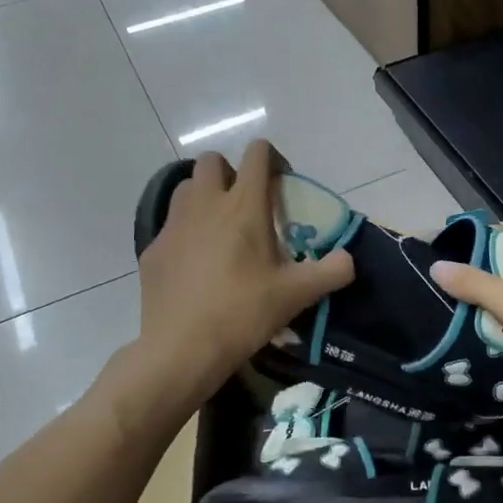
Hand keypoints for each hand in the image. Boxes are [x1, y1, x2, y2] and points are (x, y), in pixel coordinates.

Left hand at [136, 142, 353, 395]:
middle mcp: (205, 204)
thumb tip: (348, 259)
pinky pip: (171, 226)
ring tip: (219, 229)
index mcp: (244, 206)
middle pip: (212, 161)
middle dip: (230, 172)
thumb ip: (332, 271)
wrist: (182, 348)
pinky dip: (186, 233)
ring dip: (204, 197)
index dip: (272, 158)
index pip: (257, 154)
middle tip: (245, 204)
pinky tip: (195, 265)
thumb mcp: (297, 294)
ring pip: (186, 188)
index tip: (281, 183)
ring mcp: (174, 225)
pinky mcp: (154, 249)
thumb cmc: (244, 313)